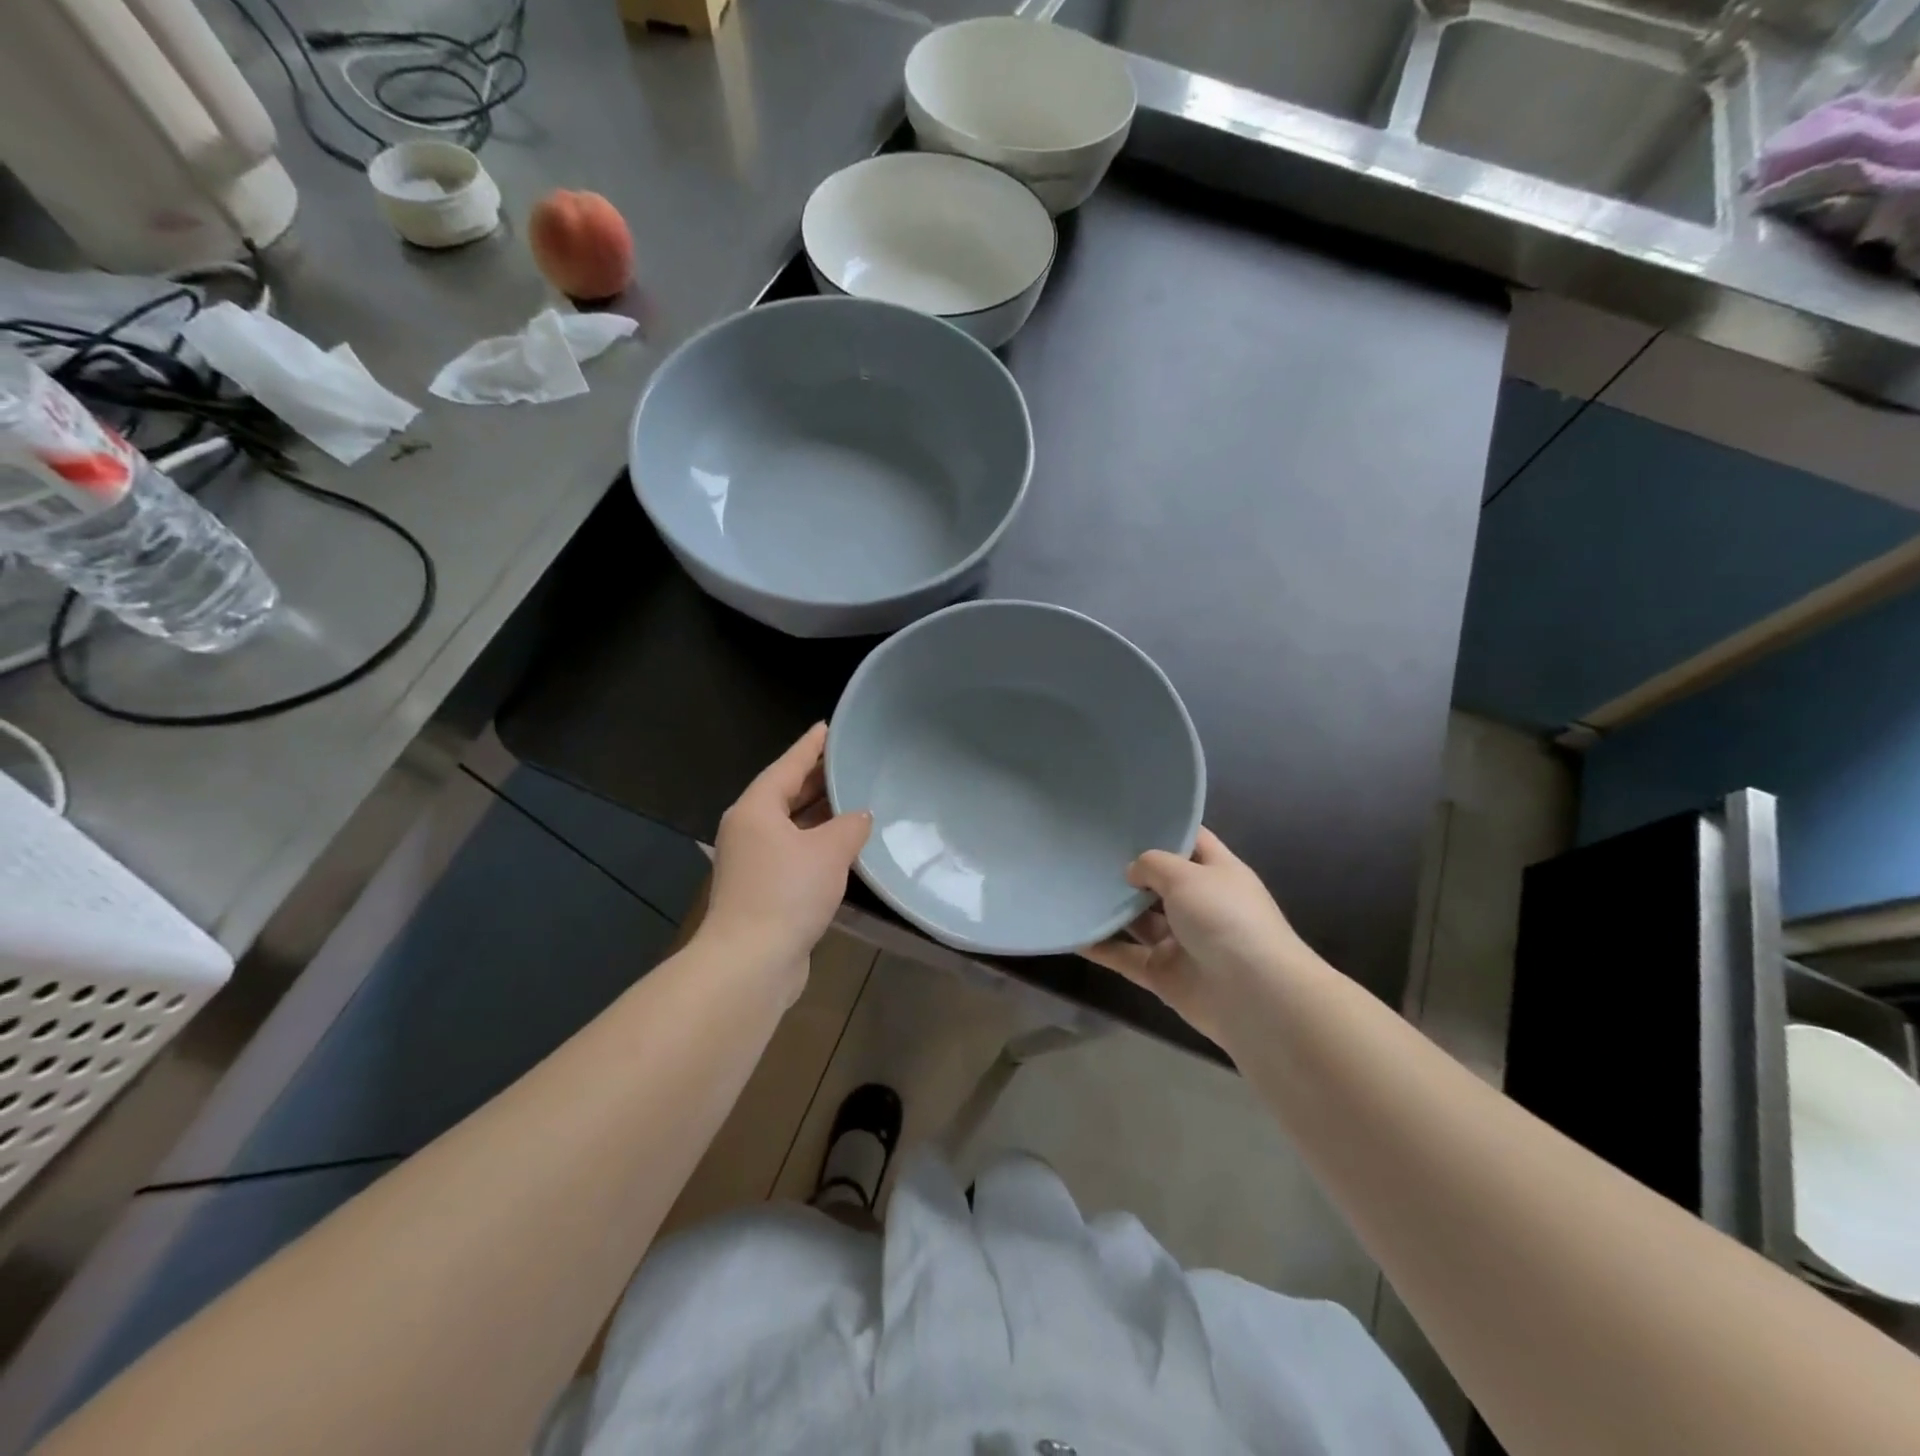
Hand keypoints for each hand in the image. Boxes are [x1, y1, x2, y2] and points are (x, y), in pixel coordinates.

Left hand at [703, 724, 871, 985]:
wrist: (751, 962)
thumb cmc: (787, 893)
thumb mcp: (829, 851)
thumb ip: (850, 826)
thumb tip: (859, 817)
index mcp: (756, 809)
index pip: (788, 765)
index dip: (811, 746)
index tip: (829, 727)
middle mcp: (749, 830)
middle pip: (786, 794)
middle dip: (817, 779)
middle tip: (850, 762)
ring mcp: (753, 862)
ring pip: (791, 826)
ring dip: (819, 815)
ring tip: (853, 799)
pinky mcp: (762, 890)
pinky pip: (794, 853)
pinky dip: (817, 845)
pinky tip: (843, 847)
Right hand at [1083, 828, 1313, 1042]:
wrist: (1254, 995)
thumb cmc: (1225, 918)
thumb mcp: (1187, 876)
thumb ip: (1153, 865)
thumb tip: (1132, 871)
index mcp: (1218, 873)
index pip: (1191, 841)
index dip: (1163, 828)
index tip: (1126, 817)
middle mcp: (1200, 904)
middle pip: (1159, 882)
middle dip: (1128, 870)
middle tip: (1086, 851)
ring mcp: (1181, 941)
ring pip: (1139, 920)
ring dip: (1111, 908)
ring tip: (1072, 886)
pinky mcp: (1162, 974)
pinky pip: (1125, 956)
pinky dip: (1101, 947)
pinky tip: (1072, 932)